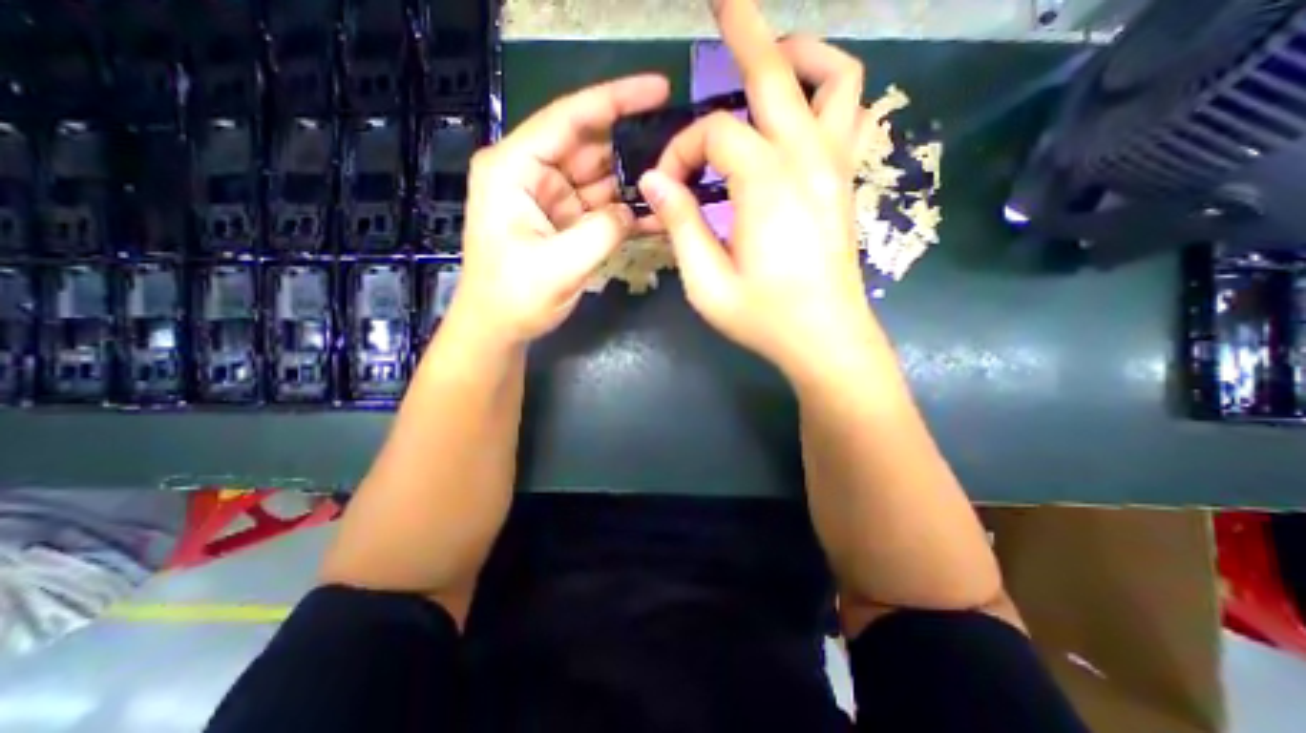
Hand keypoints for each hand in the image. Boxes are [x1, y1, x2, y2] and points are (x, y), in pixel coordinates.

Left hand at [448, 74, 672, 345]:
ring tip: (670, 192)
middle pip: (589, 147)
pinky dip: (622, 213)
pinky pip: (599, 206)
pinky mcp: (563, 219)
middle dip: (629, 152)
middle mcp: (530, 173)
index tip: (659, 89)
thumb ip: (603, 232)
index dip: (615, 100)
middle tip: (675, 159)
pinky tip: (652, 217)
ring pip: (599, 178)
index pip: (568, 119)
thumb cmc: (515, 297)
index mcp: (514, 169)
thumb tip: (635, 210)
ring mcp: (549, 197)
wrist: (499, 327)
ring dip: (631, 187)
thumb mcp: (559, 266)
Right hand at [643, 0, 875, 376]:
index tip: (668, 187)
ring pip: (835, 79)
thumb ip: (680, 225)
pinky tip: (803, 109)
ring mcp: (835, 168)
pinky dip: (829, 92)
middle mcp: (806, 161)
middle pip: (778, 73)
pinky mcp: (845, 184)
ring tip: (768, 60)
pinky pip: (851, 116)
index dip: (682, 152)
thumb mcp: (707, 283)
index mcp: (766, 184)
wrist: (826, 339)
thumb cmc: (765, 318)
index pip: (714, 135)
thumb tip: (655, 179)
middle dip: (744, 30)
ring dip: (800, 56)